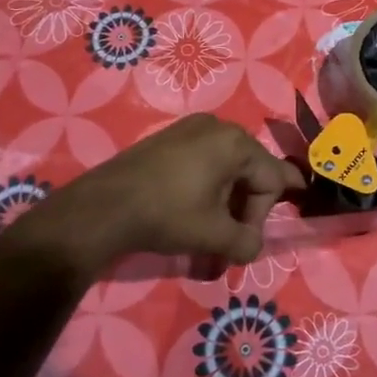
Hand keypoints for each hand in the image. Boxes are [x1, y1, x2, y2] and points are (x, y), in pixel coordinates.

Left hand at [23, 115, 304, 279]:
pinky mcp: (169, 138)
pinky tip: (191, 212)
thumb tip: (253, 249)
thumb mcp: (214, 236)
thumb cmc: (167, 215)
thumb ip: (246, 243)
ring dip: (225, 201)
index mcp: (236, 143)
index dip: (271, 212)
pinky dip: (206, 187)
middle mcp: (218, 127)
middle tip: (229, 240)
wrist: (102, 207)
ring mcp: (190, 128)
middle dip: (245, 209)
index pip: (274, 179)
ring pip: (227, 167)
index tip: (260, 236)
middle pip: (251, 171)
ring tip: (209, 231)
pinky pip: (203, 160)